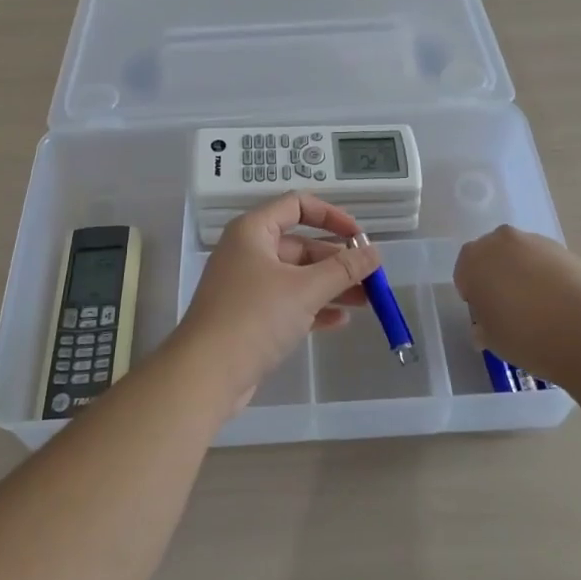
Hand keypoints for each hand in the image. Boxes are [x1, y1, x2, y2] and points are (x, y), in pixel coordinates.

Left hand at [172, 193, 381, 406]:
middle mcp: (248, 251)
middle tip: (371, 277)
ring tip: (367, 301)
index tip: (360, 237)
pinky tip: (341, 321)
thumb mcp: (305, 289)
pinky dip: (314, 307)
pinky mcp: (249, 316)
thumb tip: (375, 252)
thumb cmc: (255, 317)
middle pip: (301, 244)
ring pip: (297, 276)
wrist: (205, 374)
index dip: (332, 216)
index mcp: (253, 231)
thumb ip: (343, 269)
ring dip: (331, 285)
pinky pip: (288, 302)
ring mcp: (247, 285)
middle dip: (337, 260)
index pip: (297, 205)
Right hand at [453, 225, 580, 381]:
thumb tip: (485, 327)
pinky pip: (546, 262)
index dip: (473, 295)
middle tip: (509, 309)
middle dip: (497, 277)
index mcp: (474, 259)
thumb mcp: (492, 340)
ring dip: (524, 275)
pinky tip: (560, 305)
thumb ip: (483, 326)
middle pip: (492, 257)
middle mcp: (501, 241)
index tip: (486, 316)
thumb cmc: (526, 336)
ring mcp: (535, 242)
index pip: (464, 272)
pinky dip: (548, 277)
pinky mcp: (565, 249)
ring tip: (539, 310)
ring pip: (521, 257)